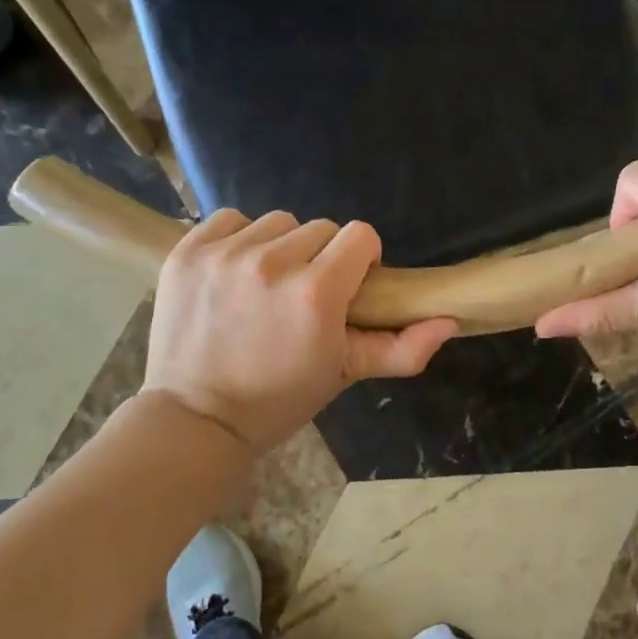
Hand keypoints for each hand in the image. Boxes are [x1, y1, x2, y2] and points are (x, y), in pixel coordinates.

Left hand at [145, 211, 456, 453]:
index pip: (360, 235)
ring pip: (277, 222)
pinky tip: (234, 273)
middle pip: (321, 228)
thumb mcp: (345, 375)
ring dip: (281, 247)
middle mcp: (272, 262)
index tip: (348, 288)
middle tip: (304, 296)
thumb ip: (401, 348)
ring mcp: (224, 254)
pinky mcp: (188, 251)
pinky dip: (239, 240)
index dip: (362, 260)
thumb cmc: (278, 400)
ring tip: (267, 286)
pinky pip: (230, 219)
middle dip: (322, 257)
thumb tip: (449, 320)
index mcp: (316, 292)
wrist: (195, 419)